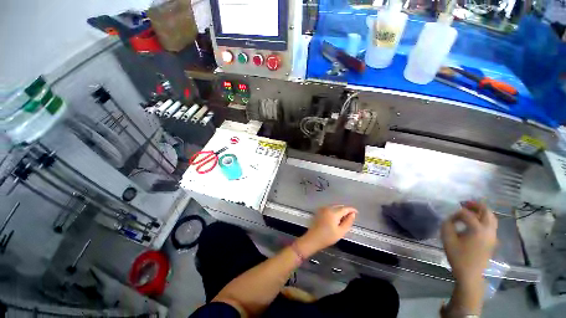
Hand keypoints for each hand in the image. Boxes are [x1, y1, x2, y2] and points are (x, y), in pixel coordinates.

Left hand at [297, 205, 356, 255]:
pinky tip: (335, 218)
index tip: (357, 212)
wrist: (313, 239)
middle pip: (339, 206)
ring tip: (343, 219)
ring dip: (340, 210)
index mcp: (333, 212)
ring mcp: (322, 209)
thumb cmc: (328, 237)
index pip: (345, 208)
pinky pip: (329, 208)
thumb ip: (348, 222)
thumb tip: (353, 214)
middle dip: (345, 210)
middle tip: (350, 217)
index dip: (352, 209)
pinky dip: (334, 211)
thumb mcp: (341, 231)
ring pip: (334, 206)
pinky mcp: (319, 211)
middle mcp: (328, 208)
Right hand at [441, 201, 497, 284]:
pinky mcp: (492, 240)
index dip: (457, 214)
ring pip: (491, 217)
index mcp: (478, 230)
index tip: (450, 219)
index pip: (467, 214)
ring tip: (470, 210)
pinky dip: (484, 218)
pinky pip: (491, 224)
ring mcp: (493, 236)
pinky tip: (475, 222)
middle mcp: (488, 230)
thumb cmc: (458, 257)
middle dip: (475, 205)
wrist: (470, 274)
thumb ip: (447, 225)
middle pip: (486, 211)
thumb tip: (451, 219)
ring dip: (481, 211)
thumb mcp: (447, 239)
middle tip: (464, 203)